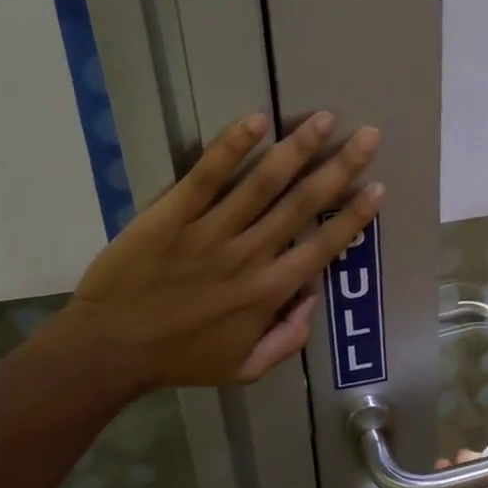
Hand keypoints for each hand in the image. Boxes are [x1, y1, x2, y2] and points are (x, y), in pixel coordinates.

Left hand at [60, 111, 382, 390]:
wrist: (110, 350)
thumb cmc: (179, 358)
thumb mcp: (244, 369)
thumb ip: (287, 340)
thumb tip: (313, 299)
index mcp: (269, 292)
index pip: (323, 247)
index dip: (354, 216)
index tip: (377, 186)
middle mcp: (249, 257)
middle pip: (303, 205)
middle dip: (339, 167)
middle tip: (368, 135)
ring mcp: (210, 233)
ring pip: (263, 184)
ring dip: (297, 149)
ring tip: (324, 119)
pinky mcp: (172, 216)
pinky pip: (206, 177)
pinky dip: (231, 148)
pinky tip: (256, 122)